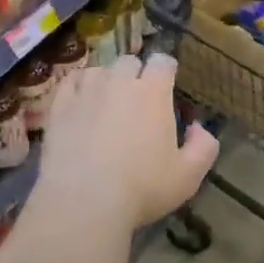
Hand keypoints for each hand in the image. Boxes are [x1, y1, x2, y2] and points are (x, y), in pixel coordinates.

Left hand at [36, 53, 218, 233]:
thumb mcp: (189, 175)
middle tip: (138, 99)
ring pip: (99, 70)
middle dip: (136, 74)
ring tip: (108, 101)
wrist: (84, 201)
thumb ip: (204, 147)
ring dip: (107, 79)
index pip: (163, 61)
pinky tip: (82, 101)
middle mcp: (119, 82)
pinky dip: (79, 86)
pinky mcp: (59, 106)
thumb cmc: (142, 188)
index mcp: (153, 92)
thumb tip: (198, 127)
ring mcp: (86, 91)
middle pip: (129, 62)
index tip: (167, 84)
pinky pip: (70, 82)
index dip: (166, 70)